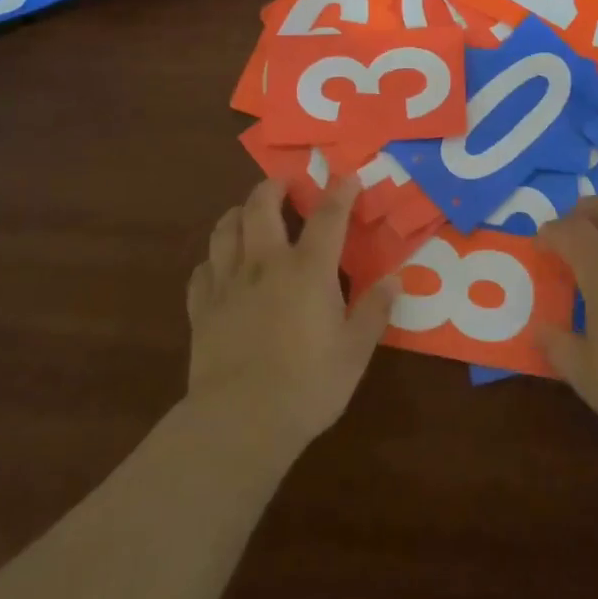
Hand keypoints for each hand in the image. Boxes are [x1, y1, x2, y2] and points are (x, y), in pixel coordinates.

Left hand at [185, 177, 400, 456]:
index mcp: (308, 269)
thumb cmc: (307, 385)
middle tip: (284, 184)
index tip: (348, 177)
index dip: (340, 192)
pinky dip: (213, 260)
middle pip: (261, 207)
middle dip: (273, 187)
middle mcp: (266, 264)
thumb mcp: (355, 351)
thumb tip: (395, 280)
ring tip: (247, 214)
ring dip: (237, 213)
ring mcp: (229, 284)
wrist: (239, 422)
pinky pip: (202, 270)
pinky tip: (219, 267)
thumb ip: (374, 311)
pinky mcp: (202, 309)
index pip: (327, 216)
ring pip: (225, 230)